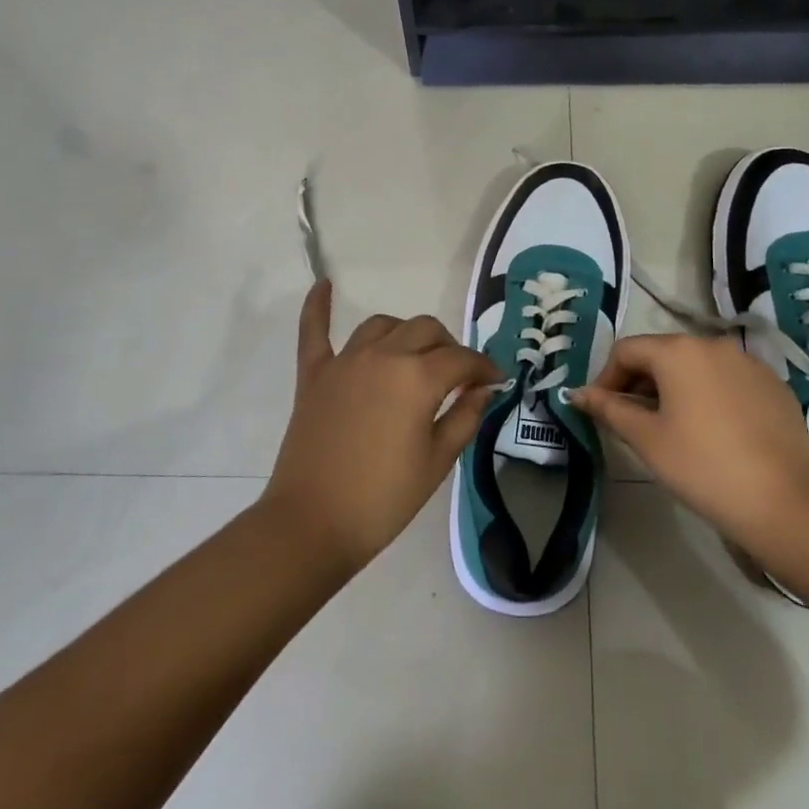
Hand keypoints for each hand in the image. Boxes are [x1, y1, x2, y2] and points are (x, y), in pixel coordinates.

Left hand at [260, 281, 502, 575]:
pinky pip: (315, 331)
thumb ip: (465, 416)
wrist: (313, 524)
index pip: (462, 359)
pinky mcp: (314, 375)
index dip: (484, 368)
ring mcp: (344, 362)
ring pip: (383, 326)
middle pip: (425, 330)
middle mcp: (383, 355)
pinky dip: (318, 306)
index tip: (496, 380)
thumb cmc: (384, 499)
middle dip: (449, 348)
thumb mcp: (438, 461)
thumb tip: (484, 388)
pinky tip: (324, 284)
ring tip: (415, 357)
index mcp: (418, 377)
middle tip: (457, 377)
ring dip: (405, 334)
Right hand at [571, 334, 808, 555]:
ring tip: (671, 428)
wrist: (783, 503)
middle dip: (639, 383)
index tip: (601, 412)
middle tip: (631, 423)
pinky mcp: (774, 386)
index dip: (605, 378)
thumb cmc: (702, 466)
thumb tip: (577, 393)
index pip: (627, 351)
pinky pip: (727, 381)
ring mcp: (749, 363)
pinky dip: (708, 396)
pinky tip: (712, 433)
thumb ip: (608, 408)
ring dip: (674, 389)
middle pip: (662, 354)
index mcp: (679, 350)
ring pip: (696, 367)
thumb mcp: (646, 439)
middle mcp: (714, 344)